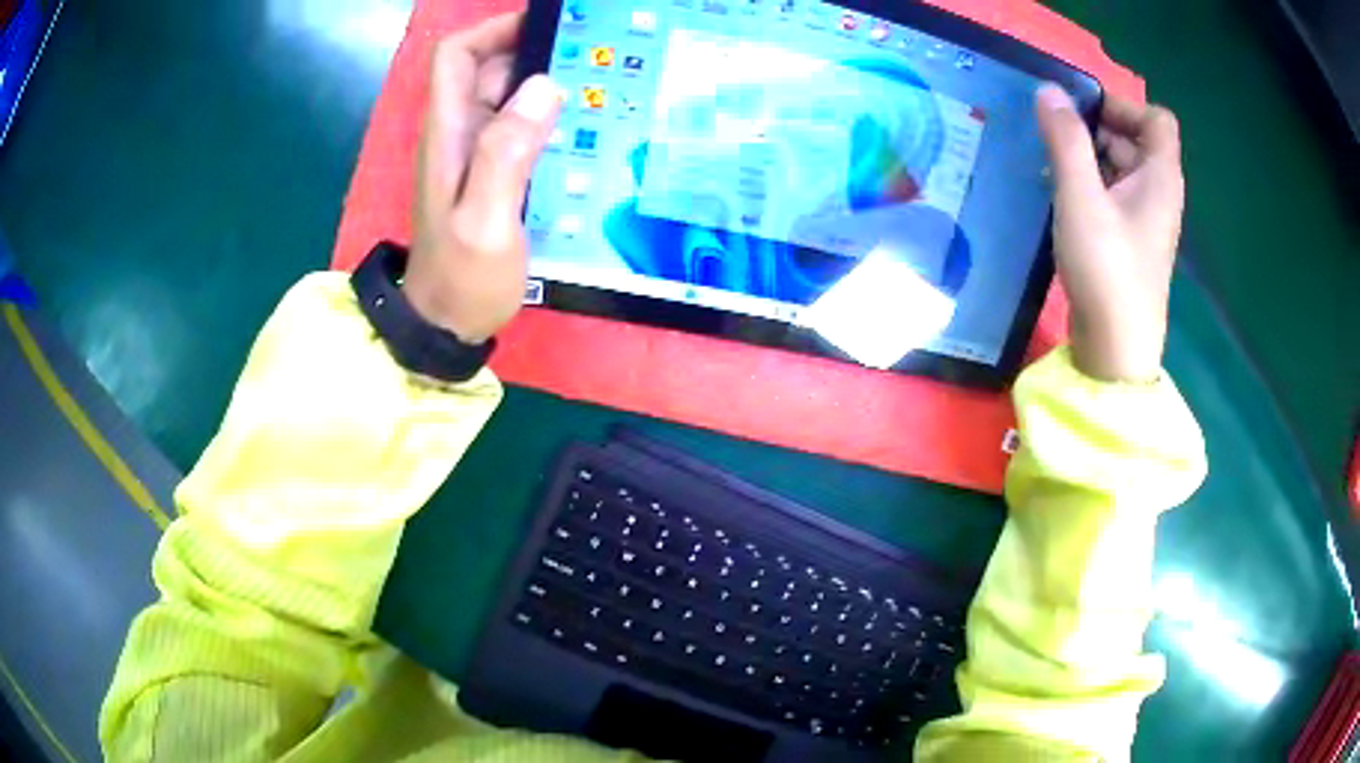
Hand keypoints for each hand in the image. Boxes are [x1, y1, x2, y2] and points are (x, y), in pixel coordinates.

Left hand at [403, 13, 562, 342]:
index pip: (457, 56)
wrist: (445, 325)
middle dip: (535, 53)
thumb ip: (506, 153)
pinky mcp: (489, 174)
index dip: (495, 31)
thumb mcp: (485, 222)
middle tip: (594, 59)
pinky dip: (546, 118)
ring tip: (599, 89)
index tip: (547, 28)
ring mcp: (472, 154)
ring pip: (507, 97)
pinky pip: (517, 128)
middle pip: (488, 69)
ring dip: (546, 86)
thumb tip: (543, 85)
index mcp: (449, 133)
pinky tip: (581, 131)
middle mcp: (457, 133)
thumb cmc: (463, 278)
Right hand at [1035, 85, 1185, 382]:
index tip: (1083, 110)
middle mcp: (1159, 193)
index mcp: (1161, 177)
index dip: (1123, 105)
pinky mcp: (1130, 240)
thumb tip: (1048, 90)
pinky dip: (1089, 184)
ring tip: (1050, 164)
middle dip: (1096, 128)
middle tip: (1055, 136)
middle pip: (1135, 139)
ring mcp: (1146, 219)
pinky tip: (1060, 195)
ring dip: (1088, 157)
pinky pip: (1113, 194)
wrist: (1115, 350)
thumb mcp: (1082, 198)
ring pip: (1121, 167)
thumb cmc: (1107, 270)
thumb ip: (1066, 140)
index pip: (1157, 119)